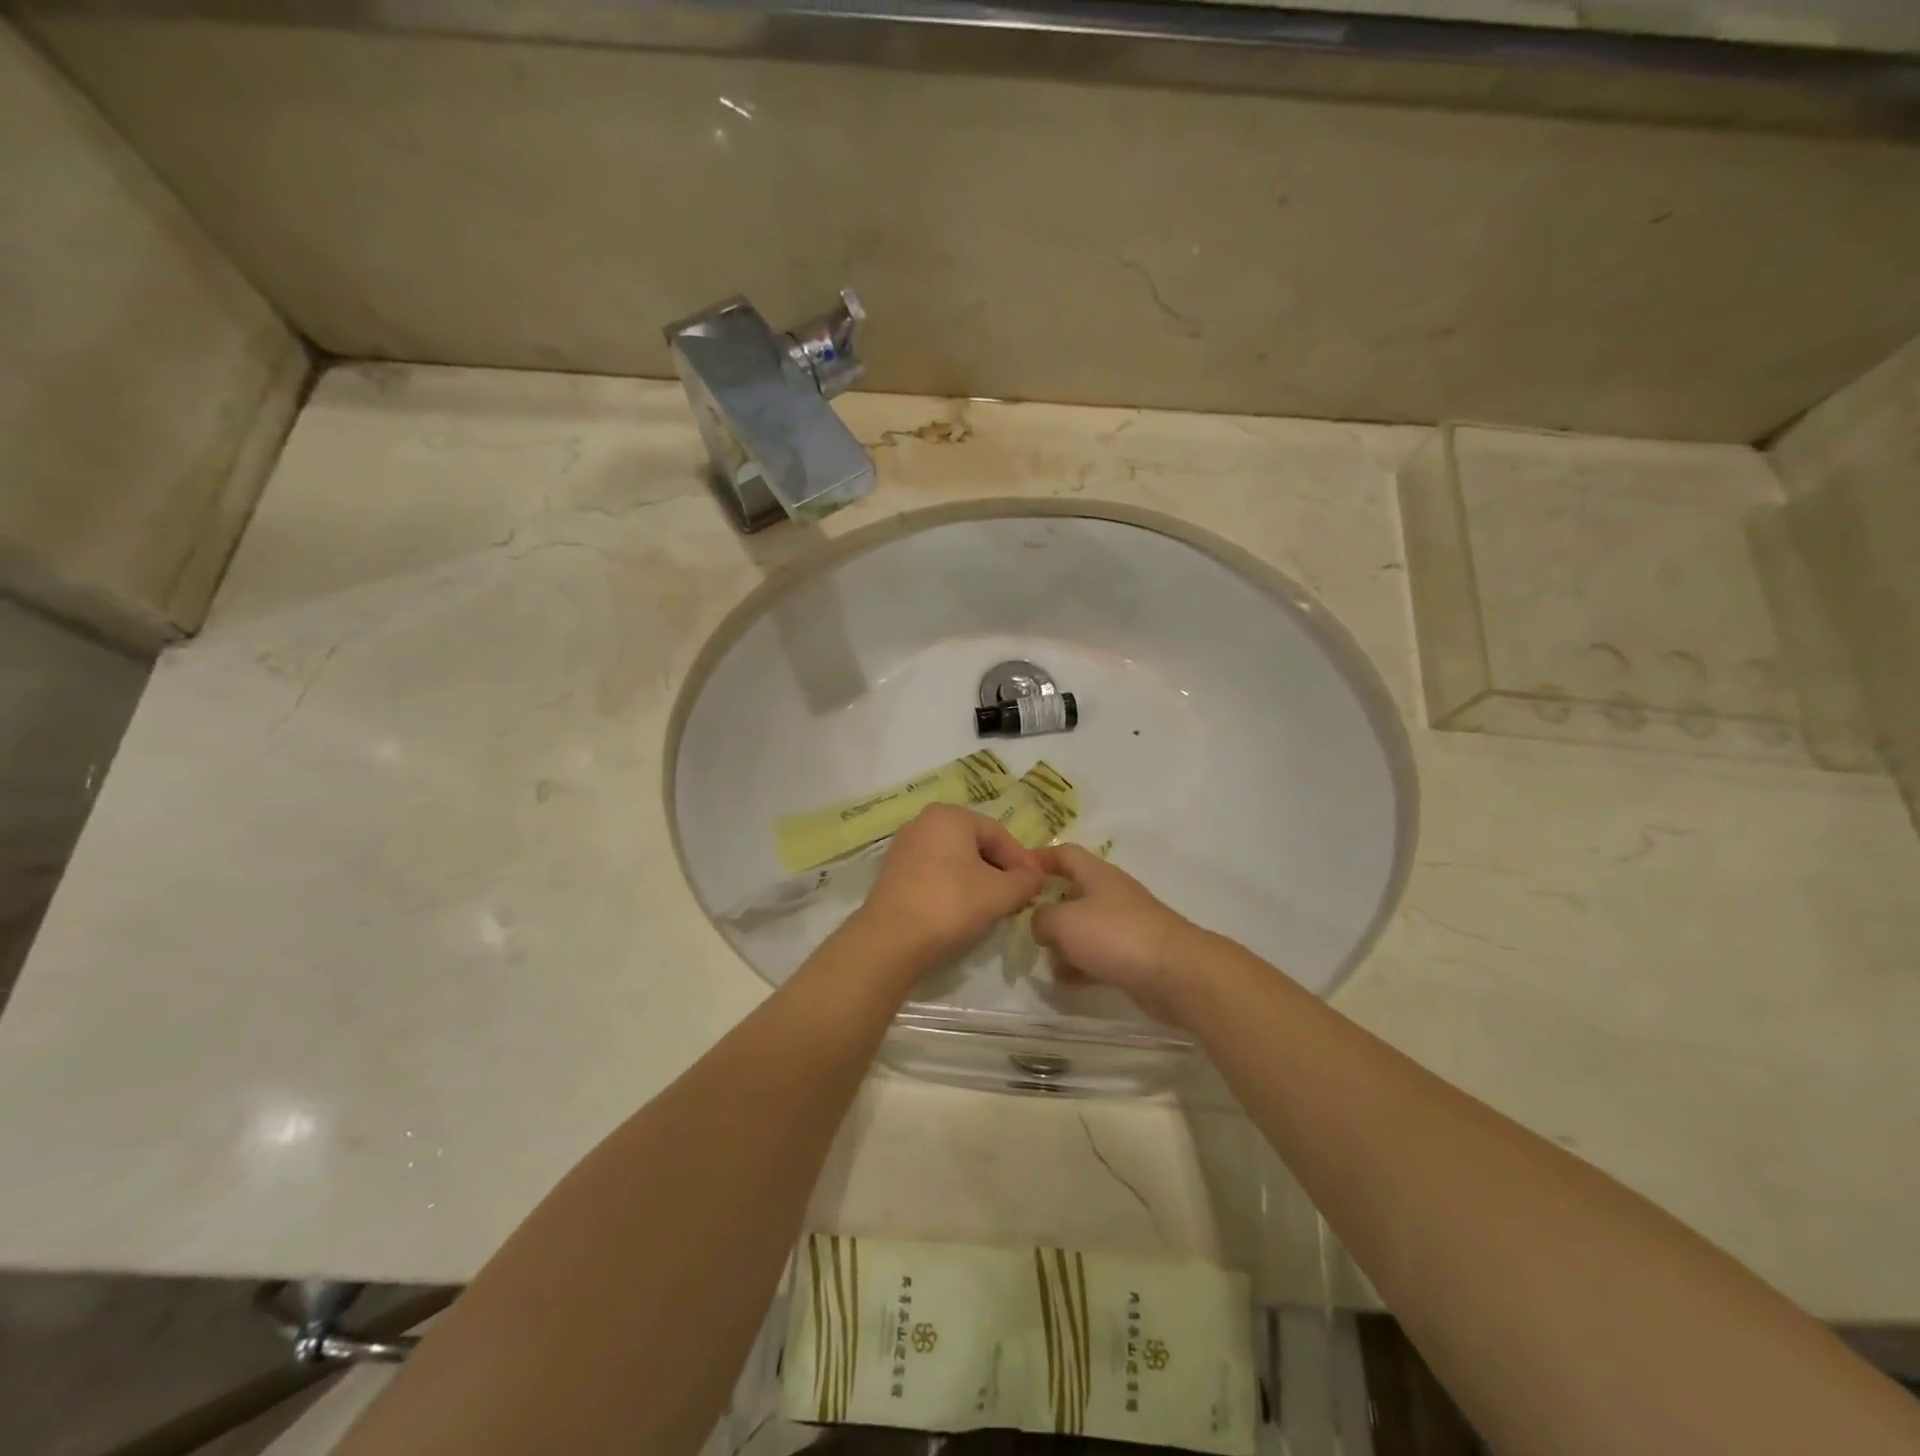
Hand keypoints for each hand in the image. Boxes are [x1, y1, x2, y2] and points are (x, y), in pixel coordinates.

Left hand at [853, 804, 1046, 975]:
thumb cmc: (951, 905)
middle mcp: (923, 823)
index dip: (1023, 861)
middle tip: (1019, 897)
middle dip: (1001, 870)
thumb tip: (1033, 877)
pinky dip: (955, 888)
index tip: (1038, 886)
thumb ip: (1025, 881)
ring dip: (979, 881)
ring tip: (995, 907)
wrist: (890, 942)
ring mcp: (904, 848)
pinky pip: (935, 874)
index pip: (998, 833)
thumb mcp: (1001, 893)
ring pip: (955, 861)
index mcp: (949, 816)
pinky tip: (964, 912)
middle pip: (975, 845)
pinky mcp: (893, 874)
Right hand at [1029, 845, 1195, 1024]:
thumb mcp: (1064, 921)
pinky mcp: (1134, 956)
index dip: (1039, 858)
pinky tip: (1064, 980)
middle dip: (1048, 906)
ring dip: (1064, 940)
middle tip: (1023, 922)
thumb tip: (1040, 924)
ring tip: (1041, 956)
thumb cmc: (1114, 935)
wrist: (1175, 974)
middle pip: (1074, 891)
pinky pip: (1099, 955)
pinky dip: (1080, 965)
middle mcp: (1112, 894)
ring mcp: (1125, 926)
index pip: (1065, 854)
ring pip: (1085, 927)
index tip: (1016, 871)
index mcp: (1097, 874)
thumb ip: (1041, 918)